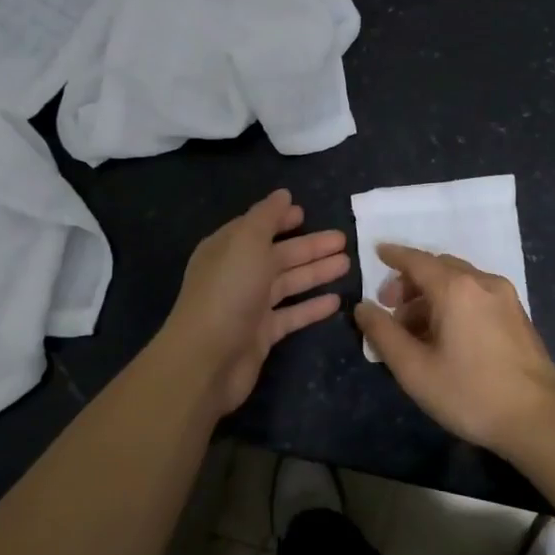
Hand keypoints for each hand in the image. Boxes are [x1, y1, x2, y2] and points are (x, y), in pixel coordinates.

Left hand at [162, 189, 349, 414]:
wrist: (207, 359)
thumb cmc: (228, 291)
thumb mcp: (247, 242)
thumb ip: (266, 217)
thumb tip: (283, 194)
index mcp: (228, 249)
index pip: (257, 227)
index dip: (280, 219)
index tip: (305, 212)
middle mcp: (238, 274)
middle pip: (279, 255)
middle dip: (309, 246)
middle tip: (343, 239)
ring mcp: (250, 305)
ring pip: (289, 283)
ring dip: (316, 272)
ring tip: (347, 264)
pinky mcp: (262, 334)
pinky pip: (292, 315)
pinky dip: (312, 307)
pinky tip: (336, 301)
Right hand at [353, 244, 554, 456]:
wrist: (539, 418)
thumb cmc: (470, 393)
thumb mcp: (415, 369)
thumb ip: (384, 334)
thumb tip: (363, 307)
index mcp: (456, 288)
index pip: (417, 260)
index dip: (394, 256)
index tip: (377, 253)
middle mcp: (483, 282)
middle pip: (439, 268)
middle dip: (412, 281)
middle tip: (391, 308)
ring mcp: (506, 297)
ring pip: (460, 281)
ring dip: (433, 294)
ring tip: (415, 329)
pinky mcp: (518, 315)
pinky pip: (477, 295)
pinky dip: (455, 302)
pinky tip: (446, 335)